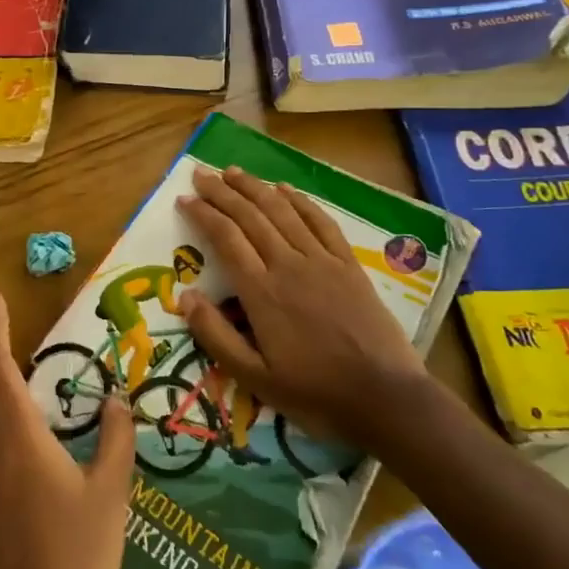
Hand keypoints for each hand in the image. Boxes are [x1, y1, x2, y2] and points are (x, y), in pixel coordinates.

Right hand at [177, 165, 426, 449]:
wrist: (385, 397)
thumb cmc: (315, 392)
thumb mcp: (255, 378)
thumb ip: (216, 336)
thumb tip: (185, 296)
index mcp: (262, 292)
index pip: (225, 239)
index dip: (203, 214)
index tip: (184, 199)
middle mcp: (288, 265)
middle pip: (250, 217)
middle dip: (222, 192)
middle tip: (201, 174)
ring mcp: (322, 261)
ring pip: (282, 212)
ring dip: (255, 188)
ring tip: (234, 171)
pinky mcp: (348, 265)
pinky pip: (321, 222)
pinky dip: (300, 201)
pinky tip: (285, 189)